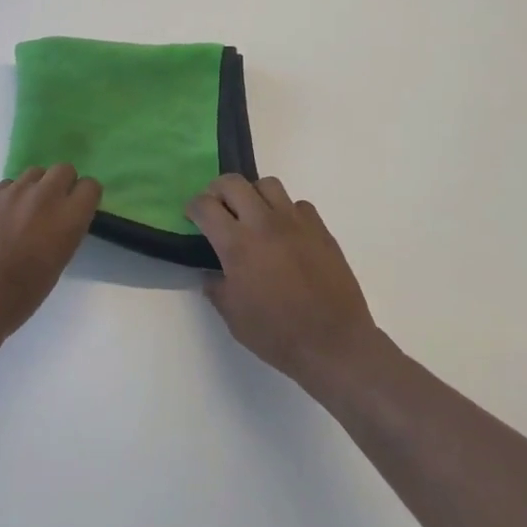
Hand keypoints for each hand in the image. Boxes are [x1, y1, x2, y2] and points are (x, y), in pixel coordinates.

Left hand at [0, 165, 102, 350]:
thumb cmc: (19, 298)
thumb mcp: (56, 265)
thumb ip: (64, 232)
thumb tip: (60, 219)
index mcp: (67, 218)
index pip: (90, 186)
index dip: (83, 198)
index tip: (76, 211)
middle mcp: (42, 196)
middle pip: (63, 169)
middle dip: (61, 185)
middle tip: (50, 209)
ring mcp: (10, 192)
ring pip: (33, 174)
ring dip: (34, 189)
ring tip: (22, 215)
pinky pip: (5, 187)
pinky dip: (7, 199)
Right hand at [187, 176, 380, 384]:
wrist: (334, 343)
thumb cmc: (277, 334)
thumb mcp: (233, 317)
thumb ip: (216, 287)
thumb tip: (212, 273)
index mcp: (237, 245)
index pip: (205, 205)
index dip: (193, 207)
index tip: (192, 217)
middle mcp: (264, 223)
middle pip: (233, 183)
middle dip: (217, 191)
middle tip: (217, 209)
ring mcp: (295, 223)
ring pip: (268, 184)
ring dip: (253, 194)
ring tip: (252, 216)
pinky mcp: (320, 229)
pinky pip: (297, 205)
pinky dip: (285, 212)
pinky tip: (285, 234)